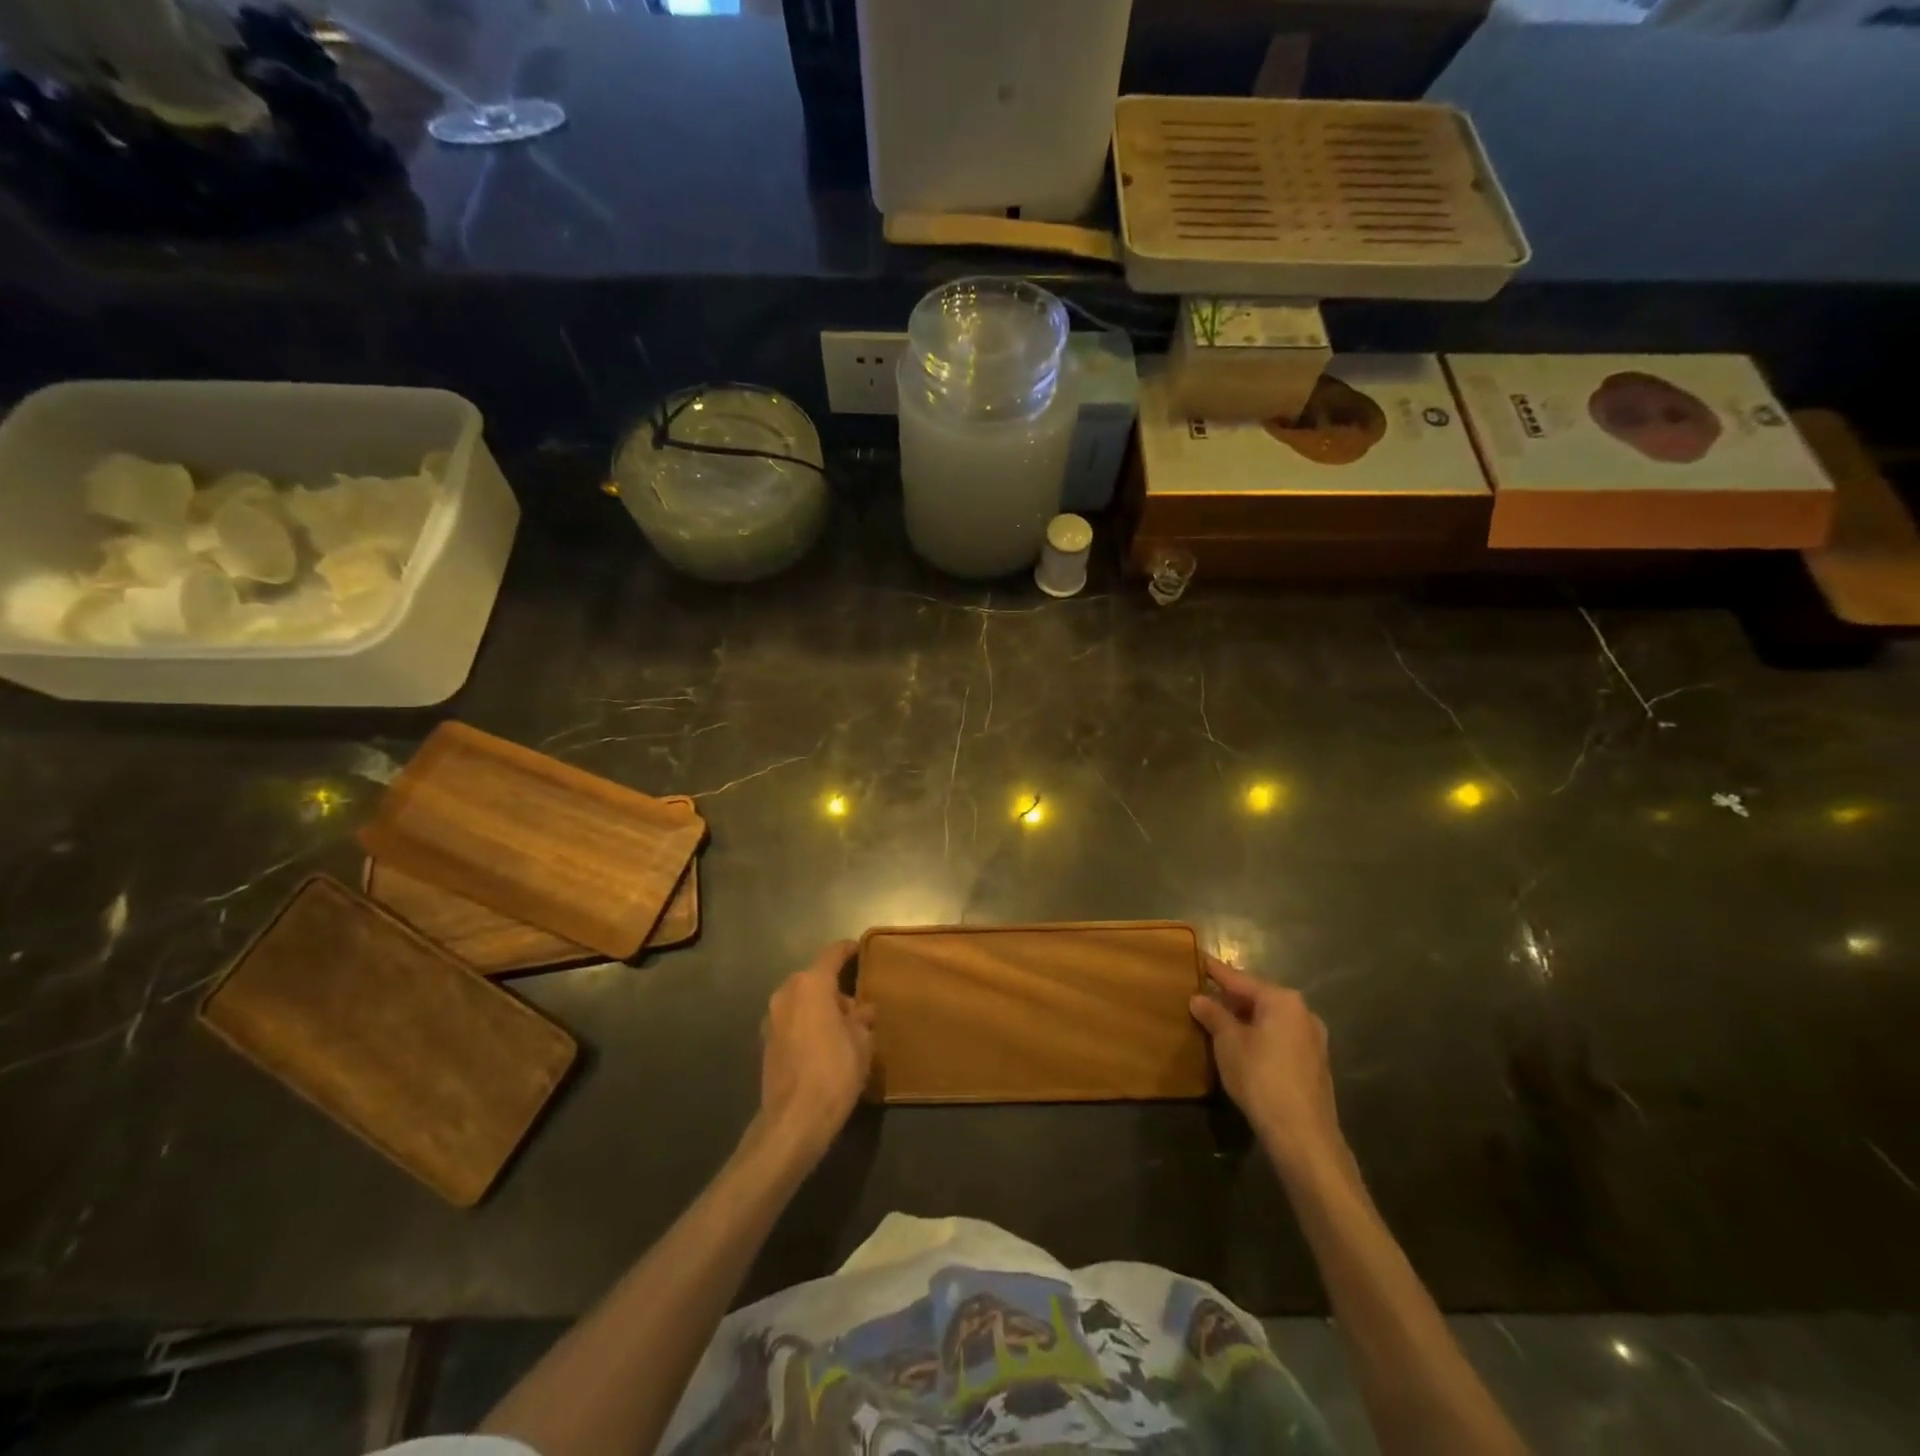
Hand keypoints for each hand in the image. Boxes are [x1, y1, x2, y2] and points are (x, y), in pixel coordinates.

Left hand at [758, 941, 873, 1159]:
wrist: (794, 1119)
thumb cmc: (835, 1071)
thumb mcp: (862, 1042)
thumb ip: (862, 1019)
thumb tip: (863, 1010)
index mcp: (811, 985)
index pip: (832, 955)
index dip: (848, 950)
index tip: (860, 950)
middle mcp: (786, 993)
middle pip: (814, 979)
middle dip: (835, 988)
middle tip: (857, 1007)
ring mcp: (771, 1018)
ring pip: (801, 1001)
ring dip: (819, 1008)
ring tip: (842, 1029)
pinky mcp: (765, 1042)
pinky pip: (792, 1021)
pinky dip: (806, 1024)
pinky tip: (822, 1045)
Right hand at [1190, 956, 1346, 1179]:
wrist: (1303, 1135)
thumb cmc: (1260, 1077)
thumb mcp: (1228, 1043)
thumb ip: (1213, 1015)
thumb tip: (1199, 998)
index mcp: (1282, 1000)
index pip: (1240, 979)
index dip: (1216, 971)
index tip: (1199, 958)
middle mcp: (1302, 1013)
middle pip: (1258, 998)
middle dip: (1230, 998)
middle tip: (1203, 995)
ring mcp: (1312, 1039)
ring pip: (1270, 1019)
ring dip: (1245, 1019)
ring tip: (1218, 1021)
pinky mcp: (1314, 1064)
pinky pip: (1280, 1038)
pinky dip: (1260, 1036)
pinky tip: (1243, 1047)